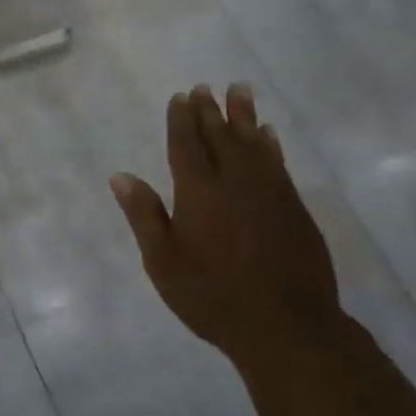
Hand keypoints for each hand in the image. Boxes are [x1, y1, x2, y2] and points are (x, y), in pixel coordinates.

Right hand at [110, 84, 338, 357]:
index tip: (180, 97)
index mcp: (199, 192)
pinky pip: (278, 162)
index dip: (182, 120)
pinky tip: (269, 135)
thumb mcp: (164, 263)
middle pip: (221, 136)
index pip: (187, 145)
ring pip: (254, 142)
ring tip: (240, 90)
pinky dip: (271, 144)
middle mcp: (235, 181)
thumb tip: (121, 176)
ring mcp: (269, 192)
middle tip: (205, 88)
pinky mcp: (294, 207)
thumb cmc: (212, 297)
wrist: (286, 327)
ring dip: (244, 116)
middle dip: (210, 111)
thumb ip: (144, 216)